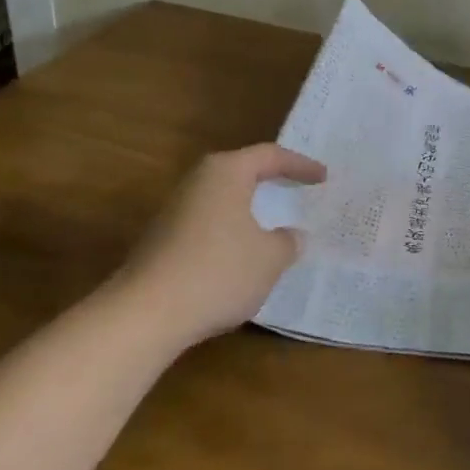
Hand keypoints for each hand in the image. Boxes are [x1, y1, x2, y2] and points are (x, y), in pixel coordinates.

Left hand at [117, 143, 326, 348]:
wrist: (145, 313)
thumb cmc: (219, 272)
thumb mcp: (270, 258)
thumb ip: (288, 242)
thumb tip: (292, 236)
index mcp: (226, 172)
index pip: (270, 156)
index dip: (300, 166)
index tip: (323, 177)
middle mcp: (198, 182)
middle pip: (242, 172)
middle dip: (271, 181)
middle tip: (298, 188)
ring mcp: (175, 210)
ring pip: (223, 200)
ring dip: (249, 210)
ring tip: (273, 223)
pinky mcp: (162, 240)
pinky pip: (209, 224)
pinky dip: (231, 232)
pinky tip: (242, 256)